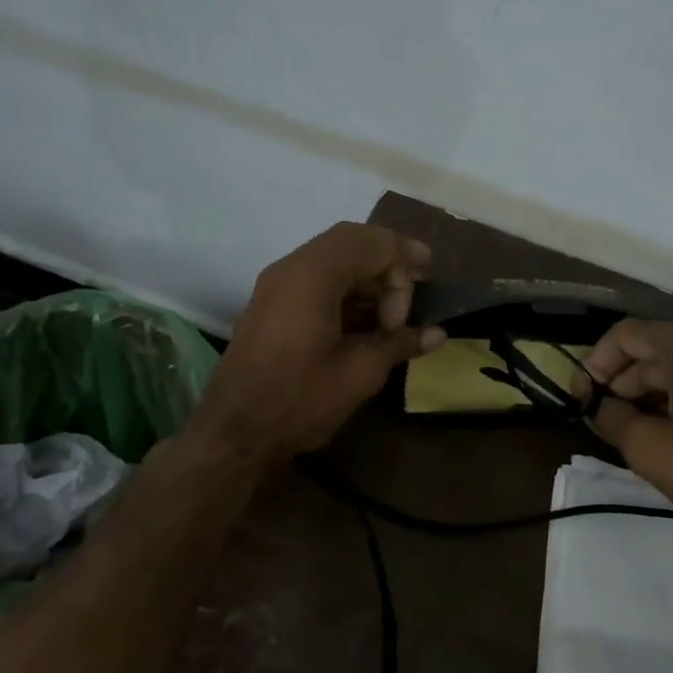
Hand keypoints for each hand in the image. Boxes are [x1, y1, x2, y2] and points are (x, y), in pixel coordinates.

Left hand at [190, 223, 444, 465]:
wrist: (234, 432)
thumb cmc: (300, 399)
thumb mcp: (360, 372)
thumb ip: (399, 343)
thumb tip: (438, 334)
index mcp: (314, 274)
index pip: (373, 242)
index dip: (404, 268)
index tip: (414, 310)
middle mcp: (292, 267)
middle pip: (352, 240)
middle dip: (389, 260)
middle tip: (419, 283)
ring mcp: (277, 284)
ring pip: (332, 256)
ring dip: (367, 274)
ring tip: (393, 309)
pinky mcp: (271, 304)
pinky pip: (315, 277)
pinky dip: (345, 287)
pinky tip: (364, 319)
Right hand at [575, 320, 672, 538]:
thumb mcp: (650, 450)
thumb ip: (611, 417)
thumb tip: (598, 406)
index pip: (627, 335)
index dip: (595, 363)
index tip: (582, 397)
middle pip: (658, 349)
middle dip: (626, 382)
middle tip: (605, 418)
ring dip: (656, 392)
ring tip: (638, 429)